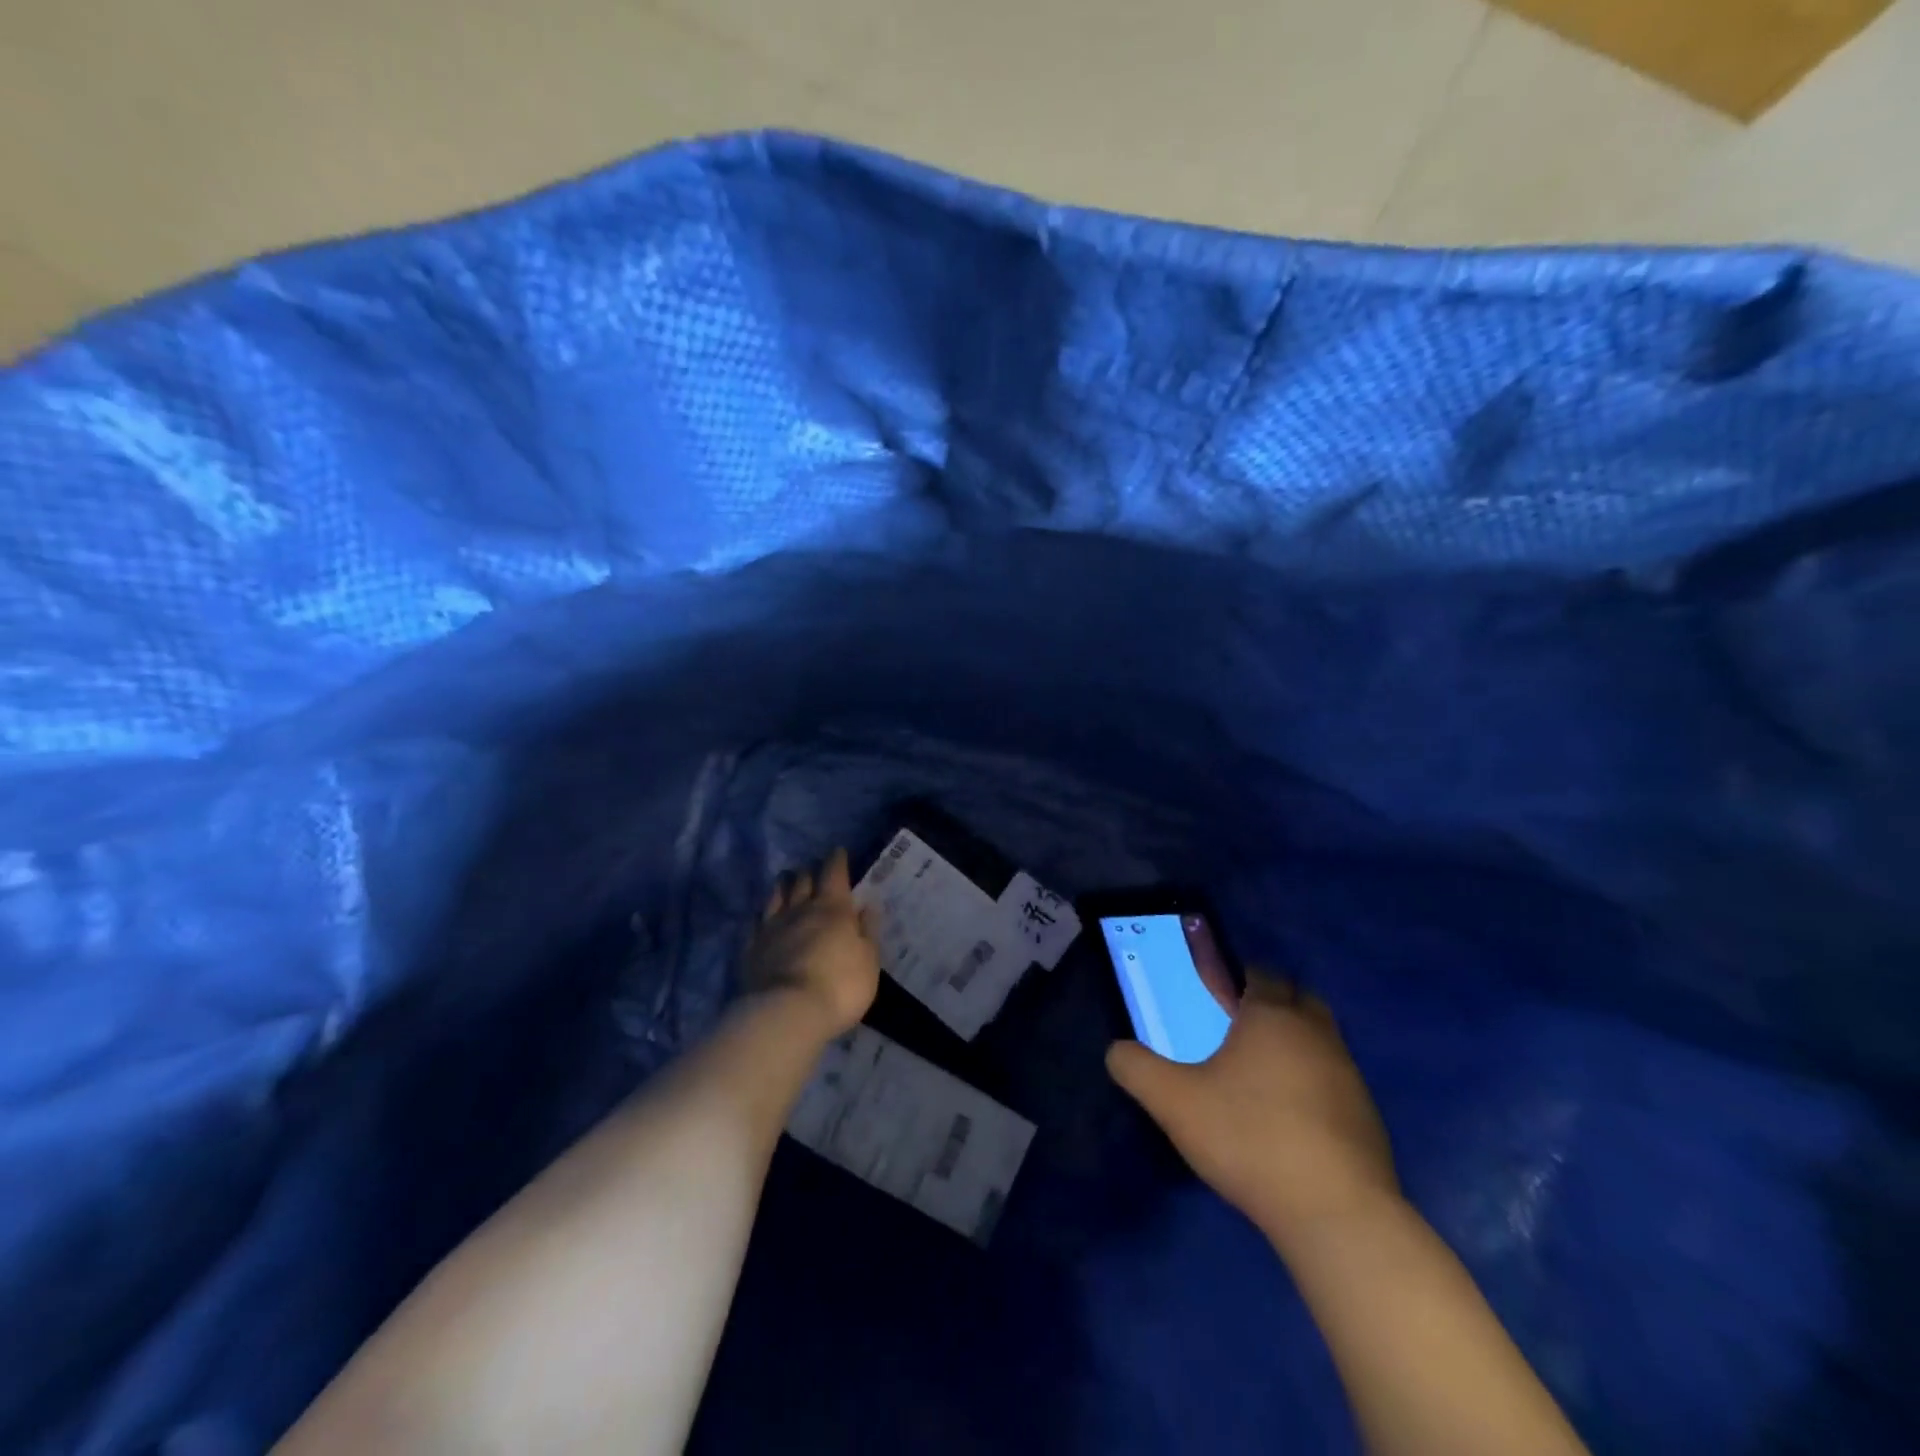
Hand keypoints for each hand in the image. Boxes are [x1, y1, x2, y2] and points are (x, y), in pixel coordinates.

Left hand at [742, 849, 879, 1039]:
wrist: (788, 1013)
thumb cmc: (840, 986)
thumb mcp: (868, 960)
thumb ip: (867, 931)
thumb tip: (867, 905)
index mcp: (834, 909)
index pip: (834, 873)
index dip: (837, 860)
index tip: (838, 851)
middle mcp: (801, 909)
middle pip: (803, 880)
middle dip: (809, 870)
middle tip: (812, 868)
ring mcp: (772, 927)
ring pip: (777, 896)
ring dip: (783, 884)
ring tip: (786, 878)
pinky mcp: (751, 948)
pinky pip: (755, 922)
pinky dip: (761, 914)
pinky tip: (761, 914)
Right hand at [1107, 973, 1399, 1240]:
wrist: (1336, 1214)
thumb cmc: (1250, 1138)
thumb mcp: (1174, 1102)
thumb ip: (1137, 1069)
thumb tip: (1116, 1051)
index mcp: (1272, 1016)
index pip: (1259, 974)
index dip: (1235, 978)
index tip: (1213, 995)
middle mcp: (1316, 1033)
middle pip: (1296, 999)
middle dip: (1269, 1004)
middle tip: (1235, 1028)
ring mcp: (1348, 1074)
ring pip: (1318, 1039)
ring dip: (1293, 1044)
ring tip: (1258, 1075)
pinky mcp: (1366, 1115)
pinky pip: (1333, 1079)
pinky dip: (1312, 1083)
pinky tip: (1288, 1118)